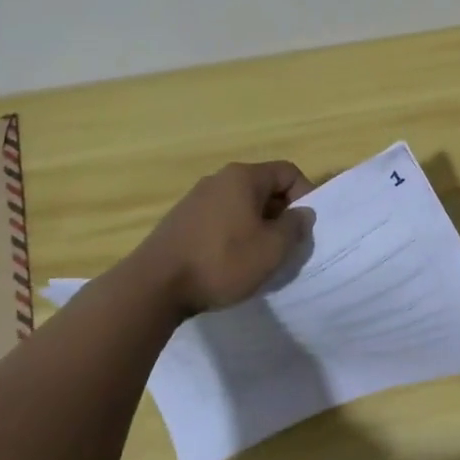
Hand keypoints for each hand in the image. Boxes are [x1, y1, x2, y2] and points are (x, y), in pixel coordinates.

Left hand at [132, 160, 314, 315]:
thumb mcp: (272, 249)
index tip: (305, 228)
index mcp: (243, 177)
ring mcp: (196, 199)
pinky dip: (233, 235)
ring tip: (259, 258)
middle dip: (281, 214)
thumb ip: (295, 227)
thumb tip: (302, 213)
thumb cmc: (222, 262)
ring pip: (241, 206)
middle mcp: (219, 179)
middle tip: (286, 246)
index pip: (287, 172)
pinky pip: (220, 220)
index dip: (305, 196)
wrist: (154, 286)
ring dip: (257, 227)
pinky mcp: (180, 221)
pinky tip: (230, 263)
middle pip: (263, 188)